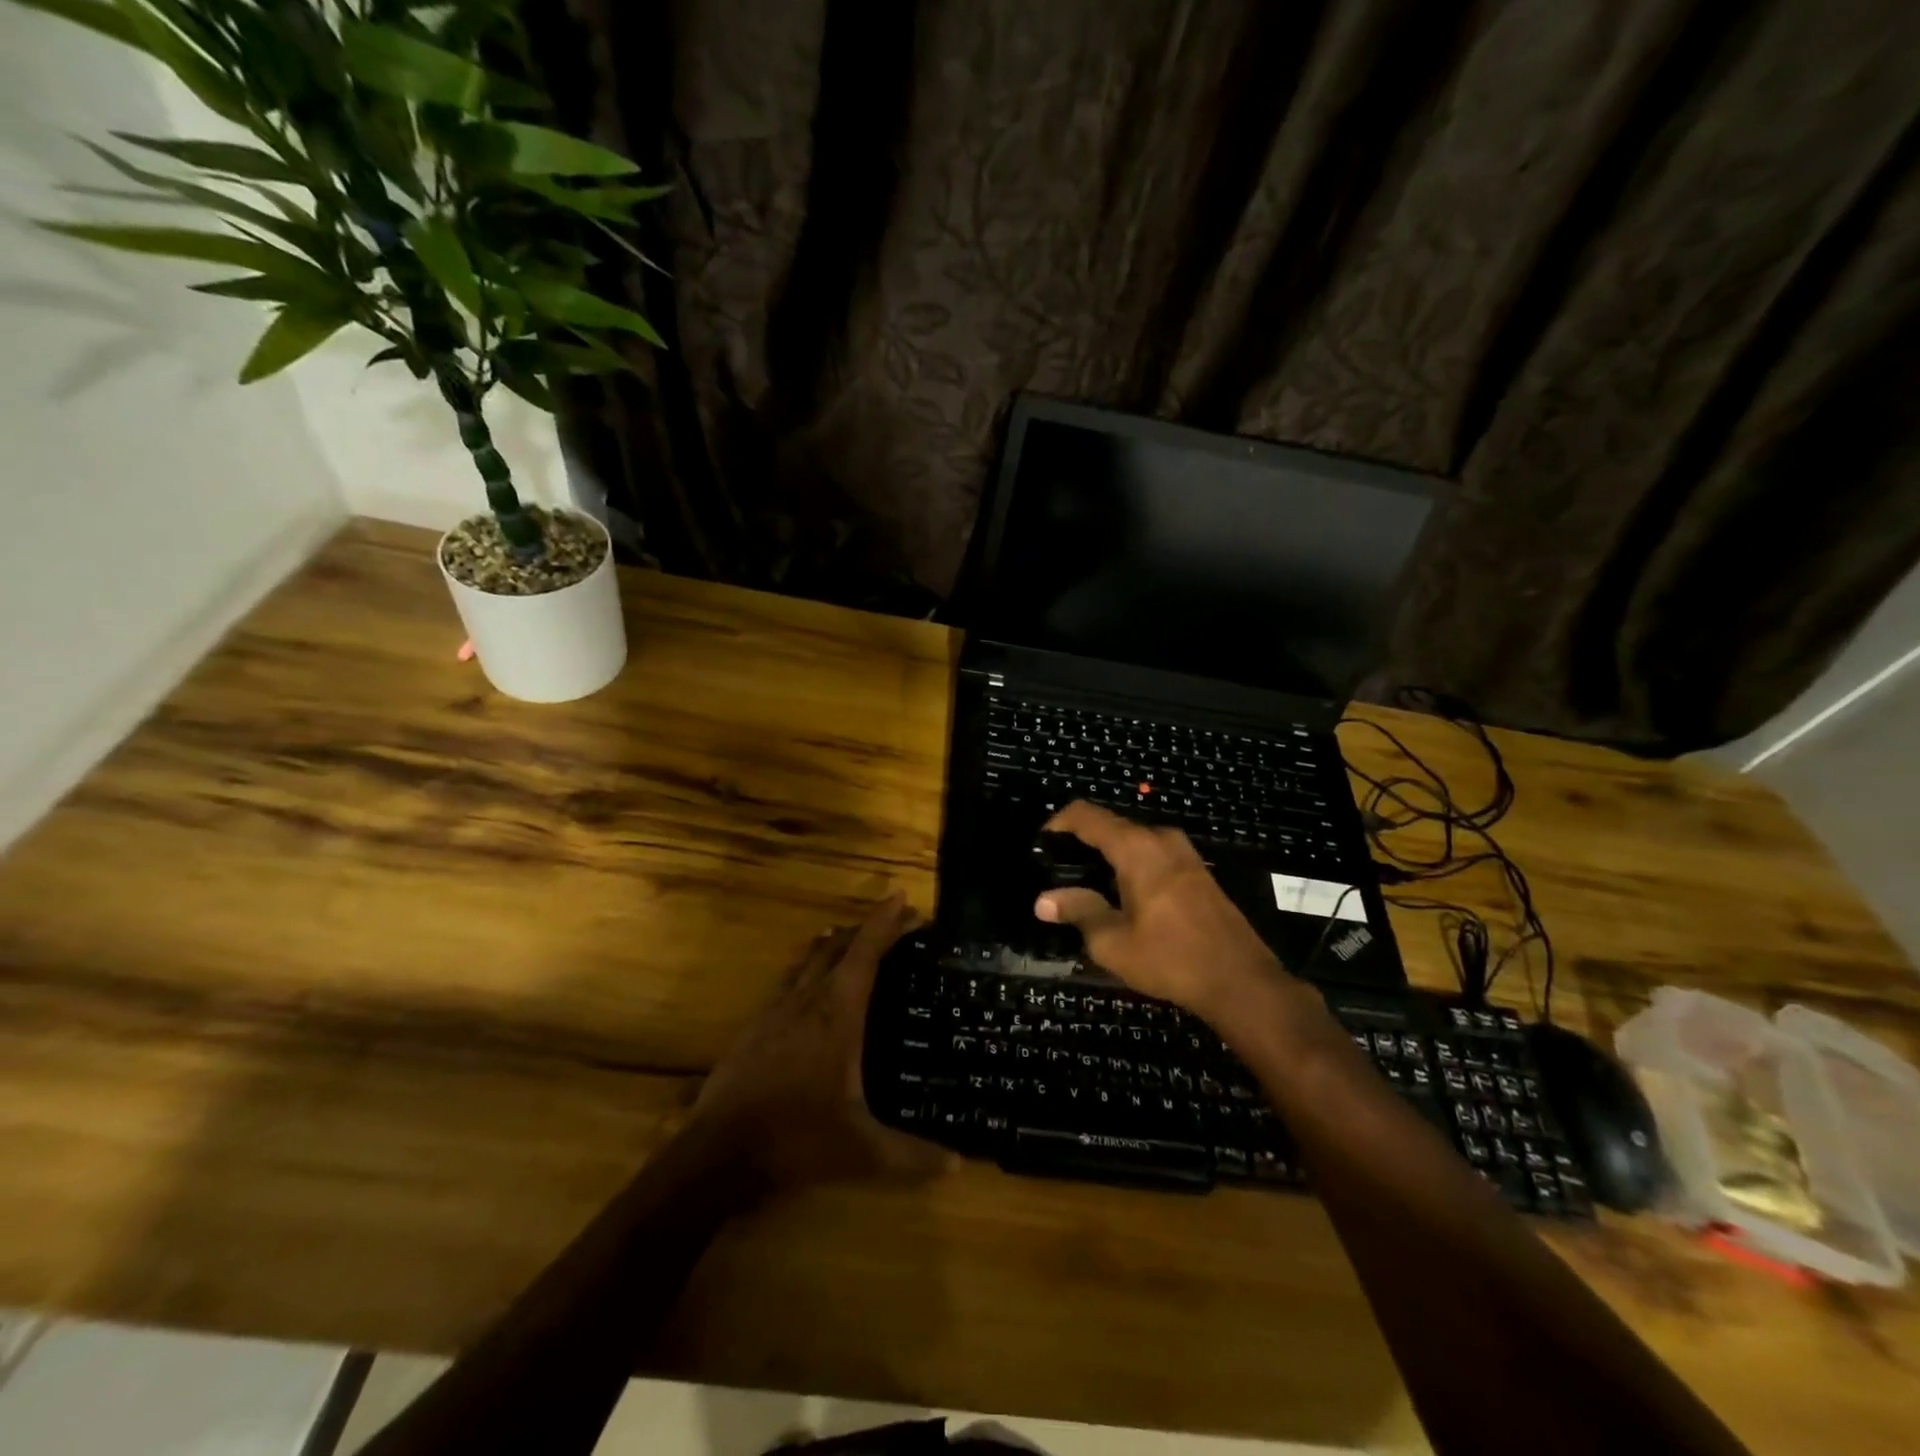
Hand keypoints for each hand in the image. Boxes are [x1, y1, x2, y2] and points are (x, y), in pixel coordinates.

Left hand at [688, 893, 953, 1194]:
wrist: (718, 1152)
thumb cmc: (795, 1139)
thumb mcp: (861, 1152)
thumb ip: (910, 1156)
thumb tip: (957, 1164)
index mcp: (837, 1014)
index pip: (866, 953)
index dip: (886, 923)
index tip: (904, 900)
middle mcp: (807, 1000)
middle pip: (838, 946)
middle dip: (867, 928)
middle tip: (893, 922)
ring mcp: (776, 1010)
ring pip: (810, 959)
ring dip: (836, 943)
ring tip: (853, 938)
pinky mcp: (755, 1025)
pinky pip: (789, 980)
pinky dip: (809, 967)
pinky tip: (809, 982)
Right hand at [1034, 802, 1288, 1021]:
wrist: (1241, 981)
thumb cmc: (1171, 959)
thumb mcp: (1114, 942)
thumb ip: (1078, 912)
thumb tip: (1043, 901)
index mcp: (1137, 848)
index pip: (1086, 815)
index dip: (1058, 823)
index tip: (1040, 844)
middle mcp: (1161, 839)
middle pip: (1111, 825)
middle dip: (1081, 841)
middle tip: (1058, 871)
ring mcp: (1184, 853)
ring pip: (1133, 840)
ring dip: (1108, 854)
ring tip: (1086, 885)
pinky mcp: (1197, 871)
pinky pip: (1153, 854)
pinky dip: (1131, 864)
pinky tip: (1122, 895)